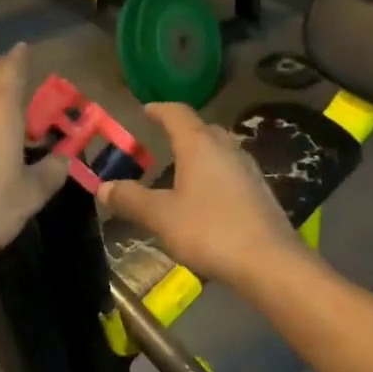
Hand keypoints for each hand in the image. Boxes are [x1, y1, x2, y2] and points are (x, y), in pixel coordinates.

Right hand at [96, 102, 298, 286]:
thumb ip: (131, 199)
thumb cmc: (210, 231)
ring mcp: (249, 170)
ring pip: (221, 152)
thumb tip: (103, 186)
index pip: (178, 114)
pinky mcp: (261, 193)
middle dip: (181, 132)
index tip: (146, 110)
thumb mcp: (161, 217)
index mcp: (200, 145)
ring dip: (200, 156)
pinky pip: (232, 174)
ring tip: (182, 172)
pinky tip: (207, 200)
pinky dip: (215, 177)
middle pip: (203, 130)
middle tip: (161, 143)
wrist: (269, 262)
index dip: (159, 110)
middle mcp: (227, 149)